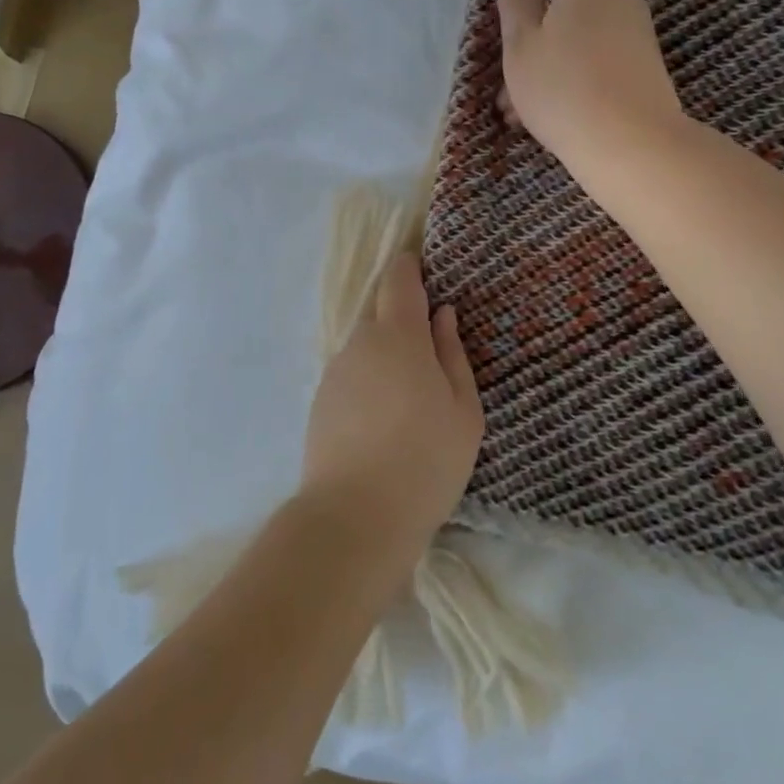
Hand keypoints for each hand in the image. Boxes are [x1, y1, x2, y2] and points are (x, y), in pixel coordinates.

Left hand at [299, 254, 484, 570]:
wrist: (356, 516)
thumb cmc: (426, 459)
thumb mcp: (463, 409)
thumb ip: (452, 353)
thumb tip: (442, 315)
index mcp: (398, 335)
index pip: (398, 279)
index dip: (410, 267)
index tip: (425, 269)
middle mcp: (360, 343)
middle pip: (380, 314)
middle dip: (404, 322)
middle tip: (433, 355)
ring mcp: (335, 372)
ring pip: (365, 348)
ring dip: (387, 358)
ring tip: (411, 400)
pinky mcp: (320, 401)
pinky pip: (352, 376)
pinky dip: (369, 384)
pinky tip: (385, 422)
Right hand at [495, 0, 683, 172]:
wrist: (632, 143)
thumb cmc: (562, 90)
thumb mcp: (521, 45)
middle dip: (538, 27)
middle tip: (509, 72)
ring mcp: (635, 31)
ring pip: (581, 35)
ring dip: (551, 60)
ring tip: (520, 108)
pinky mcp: (644, 65)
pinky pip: (599, 58)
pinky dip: (574, 75)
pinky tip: (551, 112)